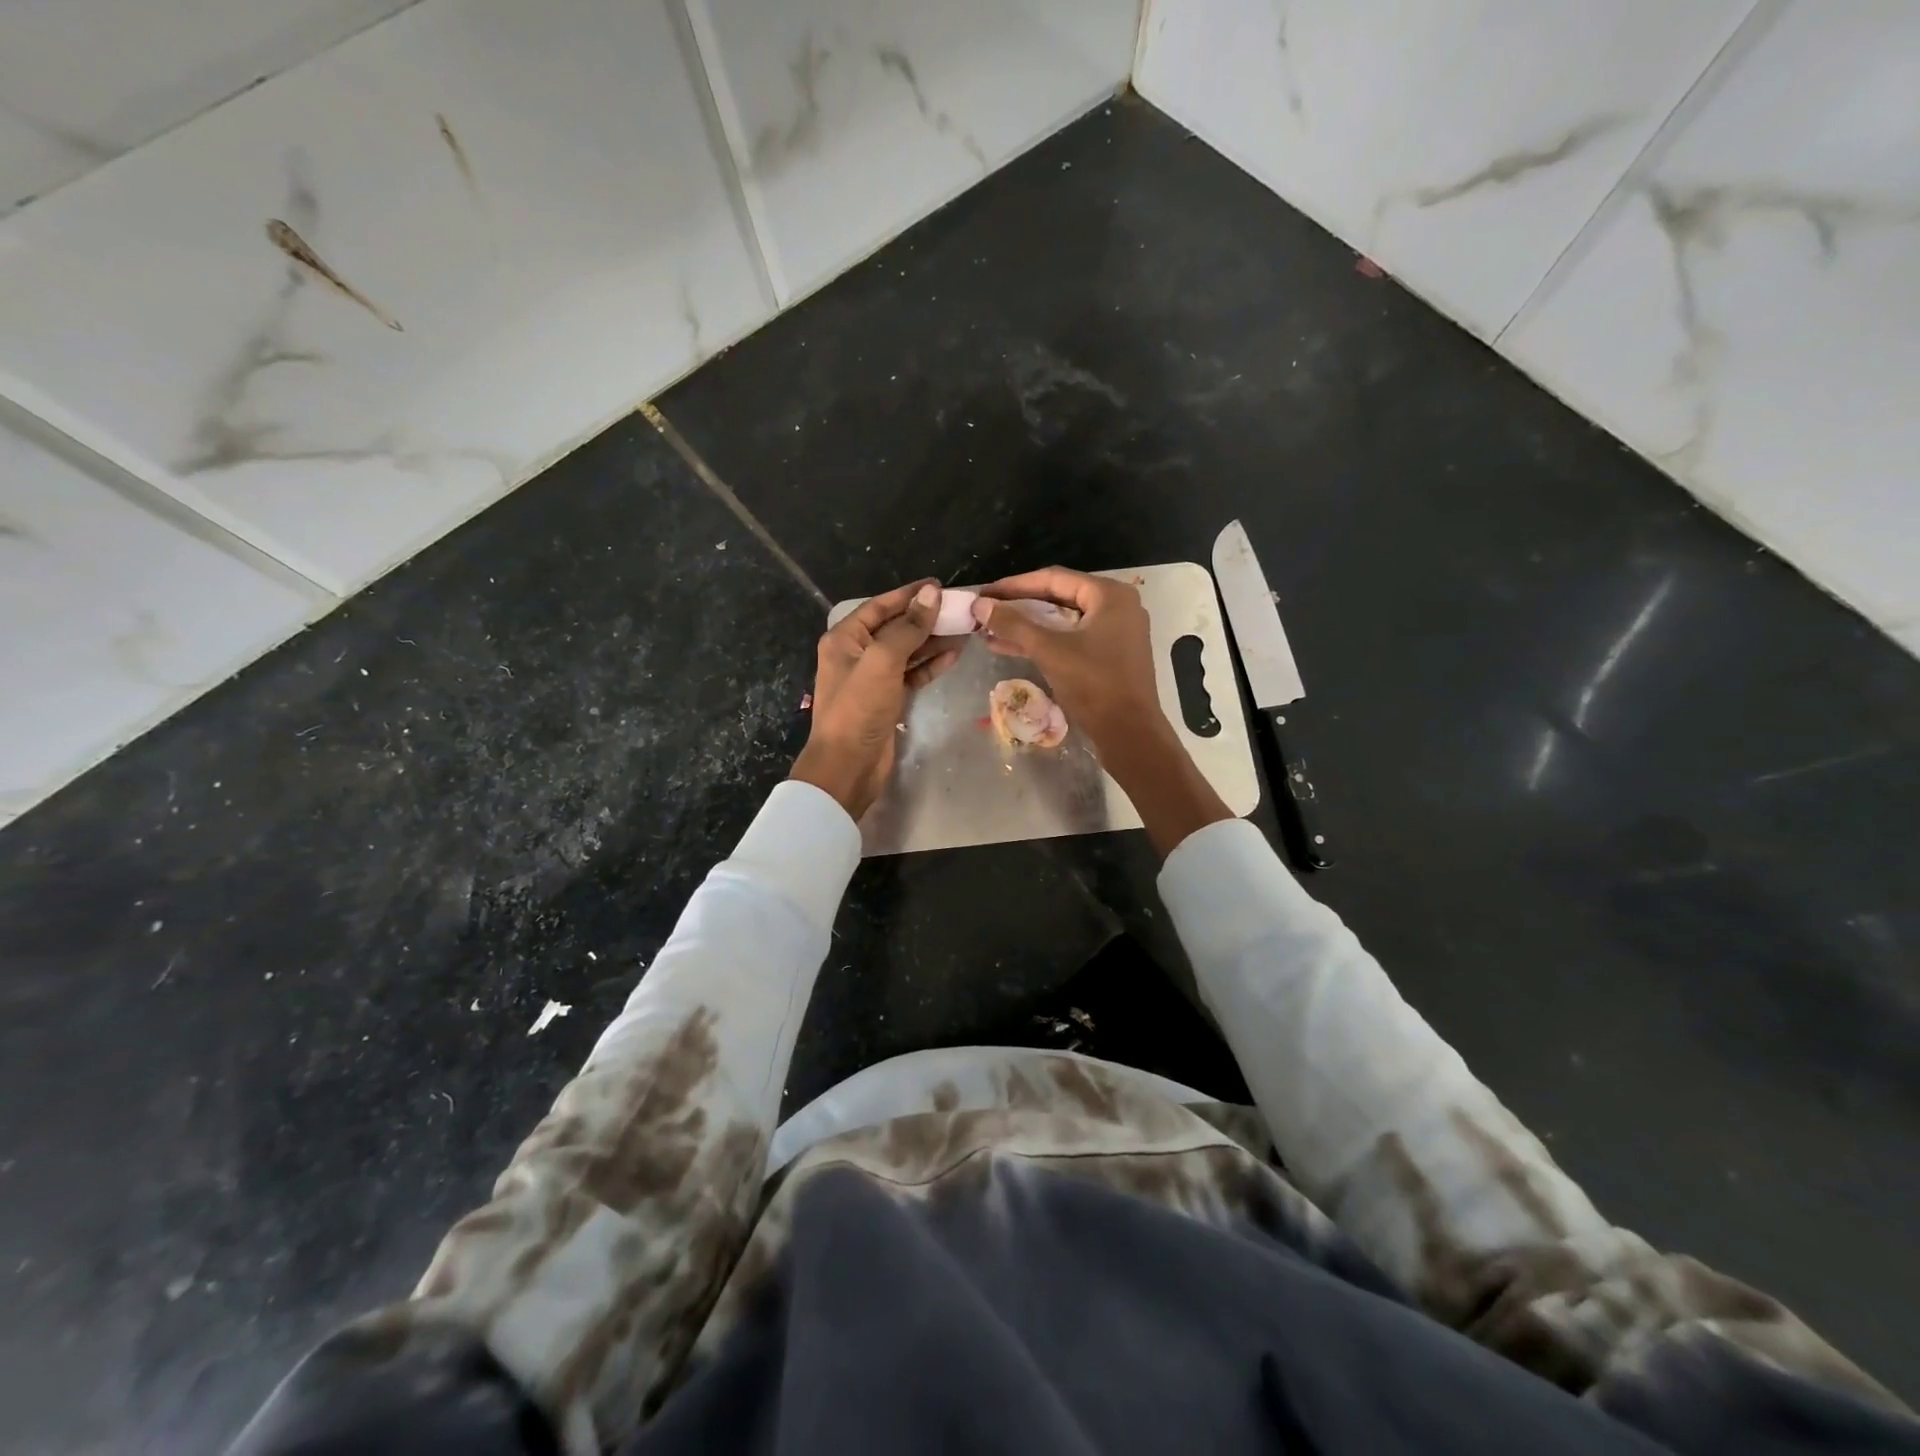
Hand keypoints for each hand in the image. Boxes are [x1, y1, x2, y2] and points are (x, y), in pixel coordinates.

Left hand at [791, 580, 959, 819]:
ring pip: (907, 651)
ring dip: (933, 641)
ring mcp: (873, 678)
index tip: (939, 586)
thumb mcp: (882, 661)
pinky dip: (930, 664)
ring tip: (964, 629)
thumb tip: (931, 594)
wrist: (848, 765)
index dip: (909, 595)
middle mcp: (857, 654)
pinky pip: (912, 674)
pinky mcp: (888, 699)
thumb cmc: (858, 708)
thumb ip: (908, 628)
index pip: (880, 606)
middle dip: (925, 618)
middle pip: (895, 627)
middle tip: (960, 609)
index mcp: (845, 638)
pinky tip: (953, 654)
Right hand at [972, 568, 1165, 757]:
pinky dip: (1043, 642)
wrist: (1130, 733)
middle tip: (986, 610)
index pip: (1054, 578)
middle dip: (1019, 606)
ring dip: (1027, 626)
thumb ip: (1014, 624)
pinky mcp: (1109, 655)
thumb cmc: (1094, 684)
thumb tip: (980, 605)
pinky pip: (1070, 640)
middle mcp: (1116, 606)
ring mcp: (1115, 632)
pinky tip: (1009, 647)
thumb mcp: (1050, 650)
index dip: (1015, 585)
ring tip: (990, 630)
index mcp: (1109, 595)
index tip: (985, 593)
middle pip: (1058, 597)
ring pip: (1063, 621)